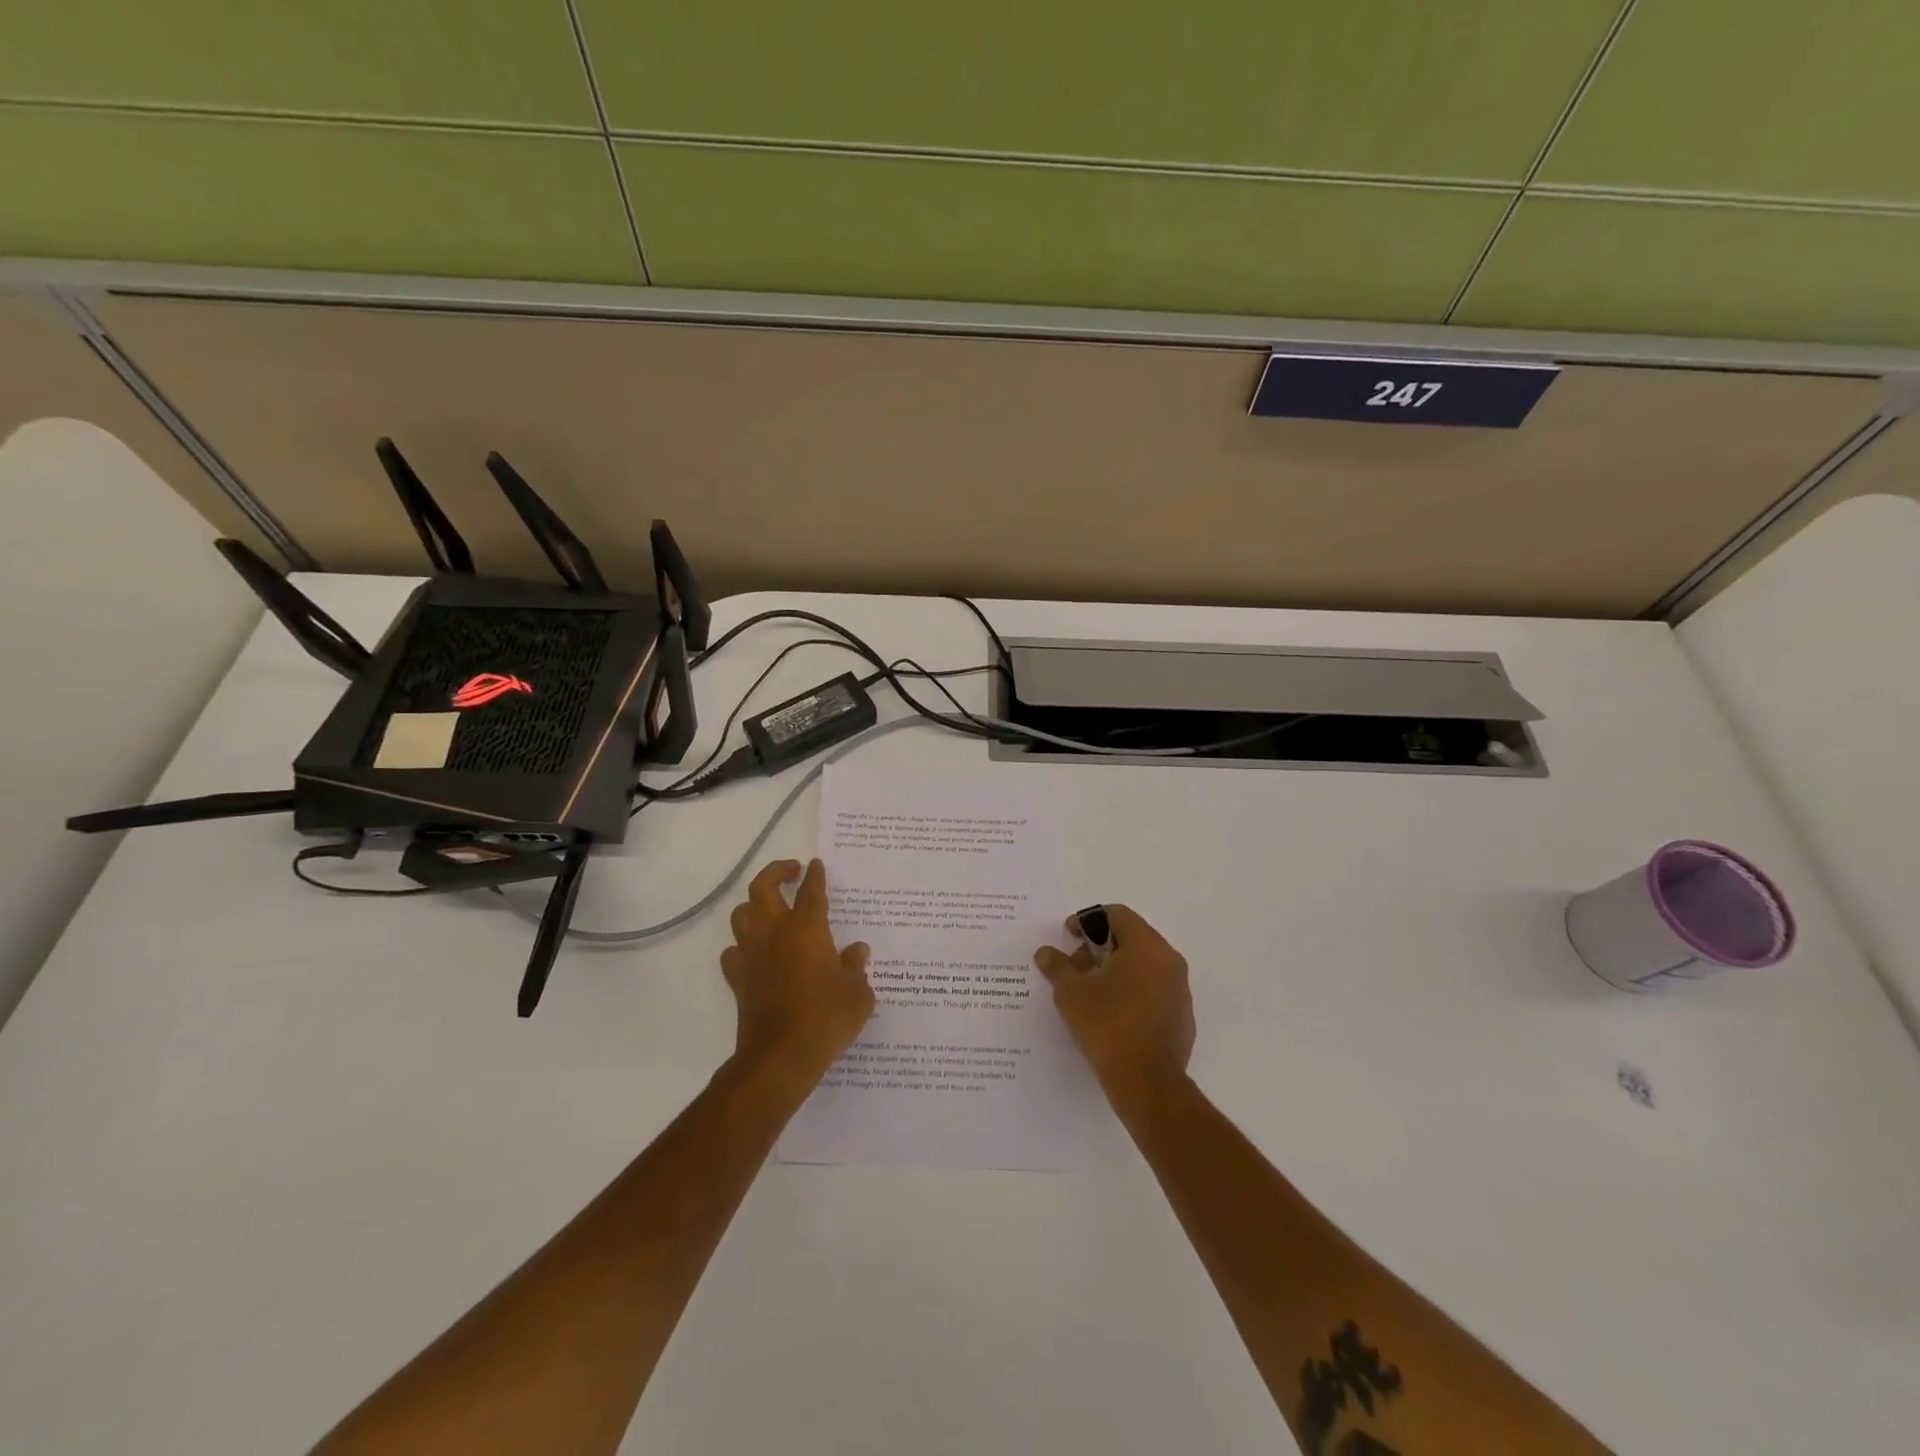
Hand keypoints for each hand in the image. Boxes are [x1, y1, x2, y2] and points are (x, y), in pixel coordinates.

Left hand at [721, 859, 873, 1091]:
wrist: (780, 1057)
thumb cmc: (825, 1019)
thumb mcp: (857, 993)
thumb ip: (856, 967)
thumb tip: (856, 951)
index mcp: (807, 929)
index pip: (811, 891)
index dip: (815, 875)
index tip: (816, 865)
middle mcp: (775, 933)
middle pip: (763, 887)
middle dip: (776, 872)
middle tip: (792, 871)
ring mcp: (752, 955)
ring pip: (742, 914)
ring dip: (755, 905)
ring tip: (771, 909)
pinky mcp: (738, 980)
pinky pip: (733, 952)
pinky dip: (743, 946)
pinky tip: (756, 954)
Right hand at [1035, 905, 1194, 1106]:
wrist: (1147, 1083)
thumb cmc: (1107, 1026)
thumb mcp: (1071, 993)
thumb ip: (1057, 966)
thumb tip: (1045, 953)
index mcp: (1146, 946)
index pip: (1117, 914)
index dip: (1088, 920)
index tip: (1069, 936)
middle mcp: (1169, 960)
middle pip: (1132, 938)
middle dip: (1100, 946)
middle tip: (1076, 965)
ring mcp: (1180, 989)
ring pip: (1144, 964)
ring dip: (1116, 968)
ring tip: (1090, 990)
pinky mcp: (1182, 1016)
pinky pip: (1154, 989)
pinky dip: (1132, 990)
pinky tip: (1112, 1013)